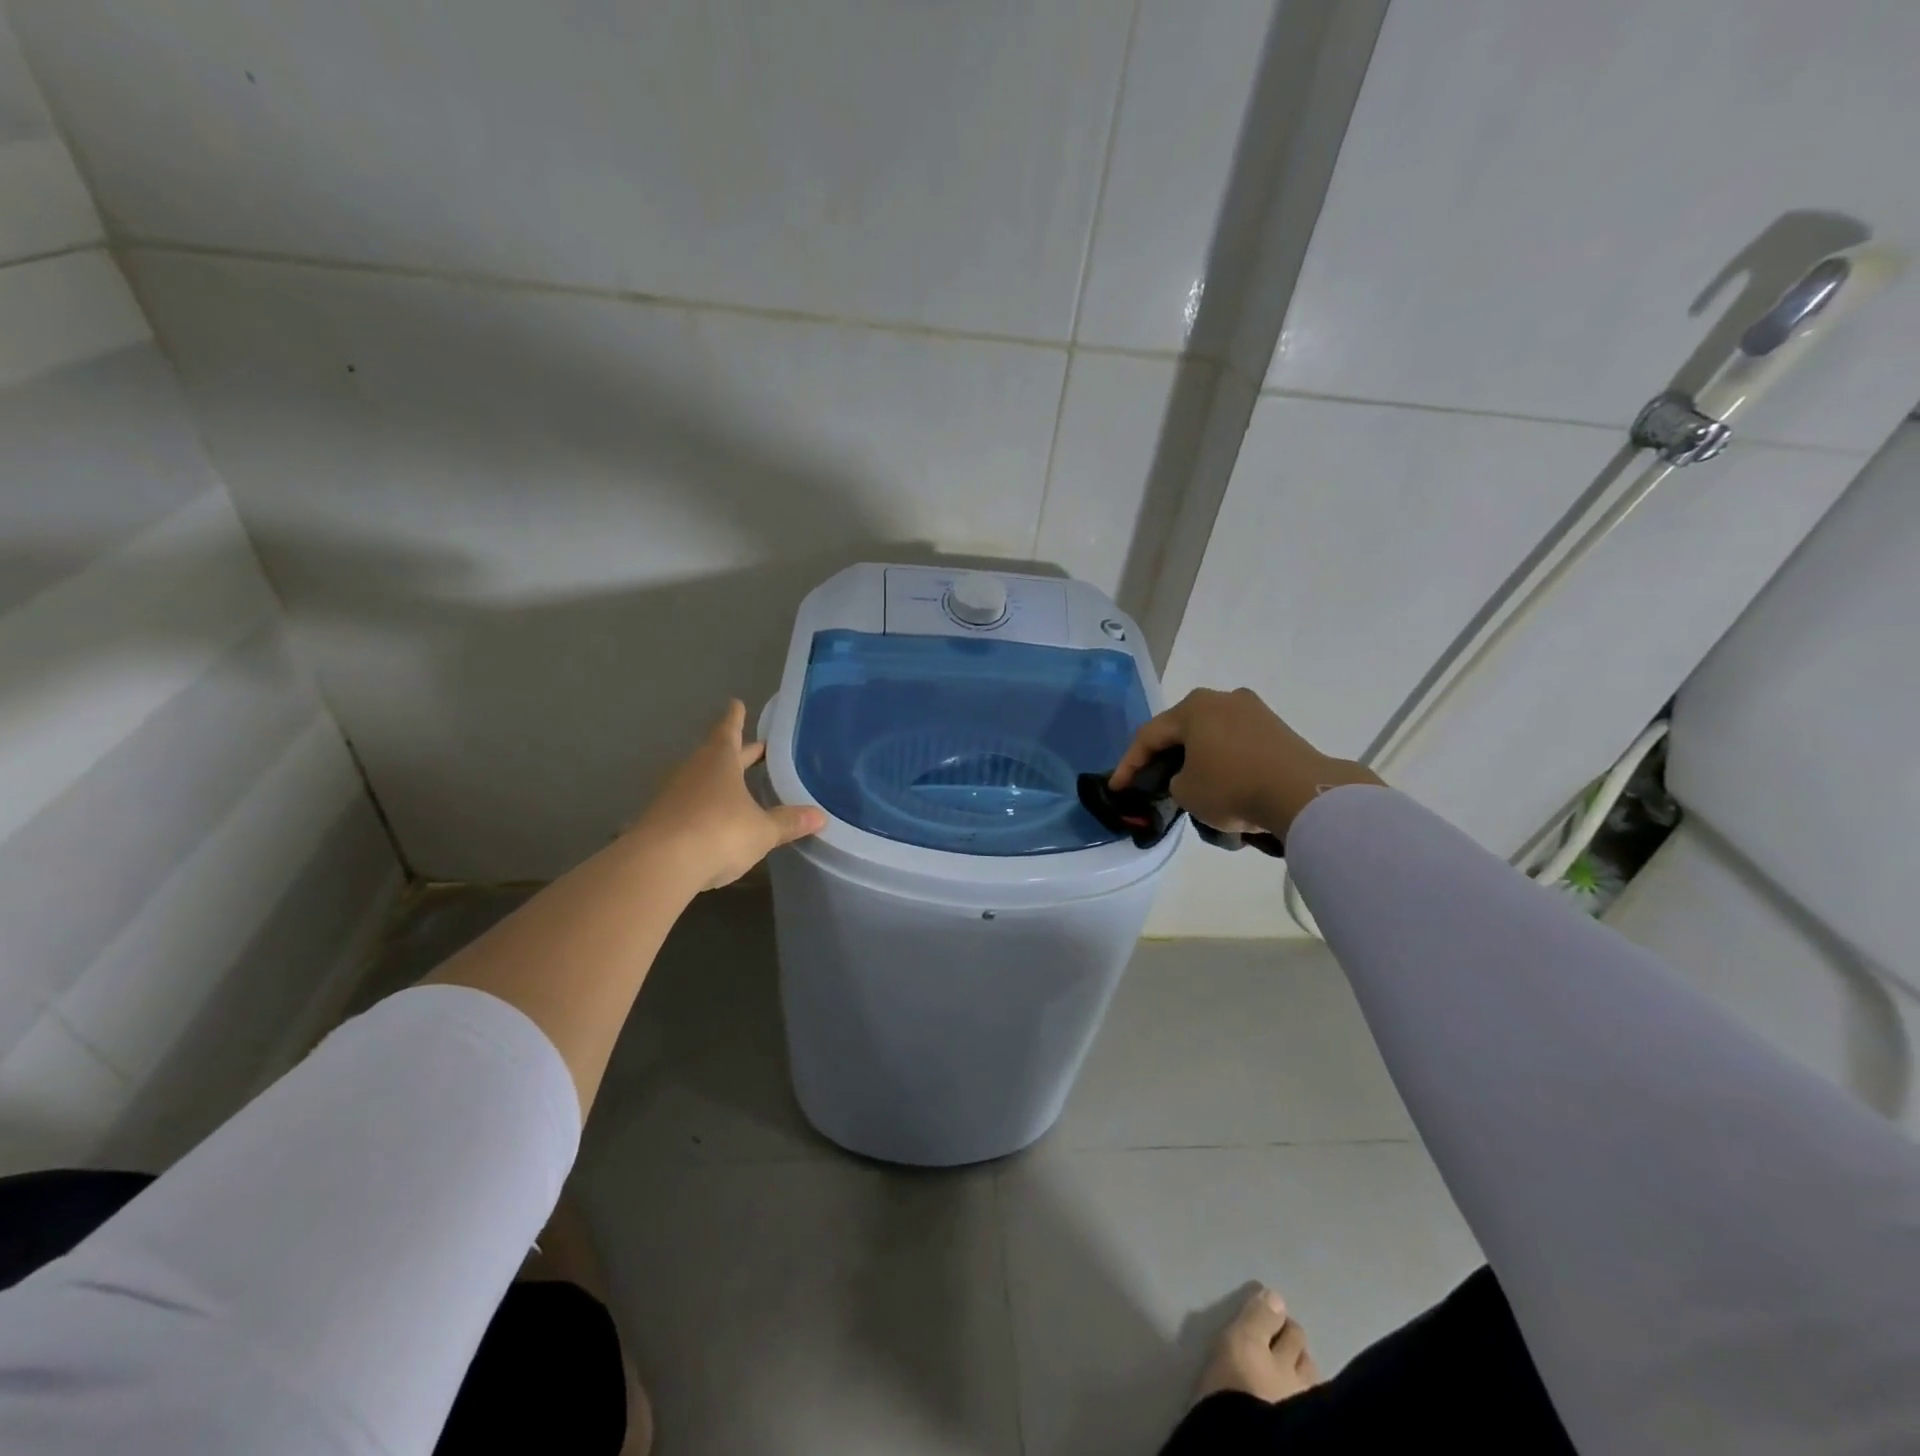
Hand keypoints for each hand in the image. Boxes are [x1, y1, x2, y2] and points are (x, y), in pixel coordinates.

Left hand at [634, 701, 825, 890]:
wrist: (659, 865)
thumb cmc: (719, 832)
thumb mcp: (762, 830)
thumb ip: (788, 822)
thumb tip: (820, 816)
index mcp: (720, 761)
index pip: (729, 731)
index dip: (736, 718)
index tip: (736, 703)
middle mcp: (694, 770)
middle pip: (717, 754)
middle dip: (738, 751)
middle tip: (755, 748)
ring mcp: (674, 795)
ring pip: (702, 779)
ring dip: (719, 779)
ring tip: (738, 784)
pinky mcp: (662, 821)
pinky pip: (689, 805)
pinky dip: (705, 806)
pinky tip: (715, 818)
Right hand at [1110, 688, 1378, 837]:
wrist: (1303, 793)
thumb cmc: (1233, 787)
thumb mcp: (1186, 792)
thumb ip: (1174, 781)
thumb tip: (1189, 777)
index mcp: (1193, 707)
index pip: (1149, 736)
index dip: (1128, 765)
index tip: (1117, 788)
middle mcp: (1222, 699)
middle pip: (1181, 730)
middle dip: (1162, 756)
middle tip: (1148, 779)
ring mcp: (1253, 711)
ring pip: (1210, 735)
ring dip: (1195, 758)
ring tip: (1186, 783)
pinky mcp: (1276, 728)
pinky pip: (1235, 743)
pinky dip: (1222, 761)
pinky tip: (1220, 781)